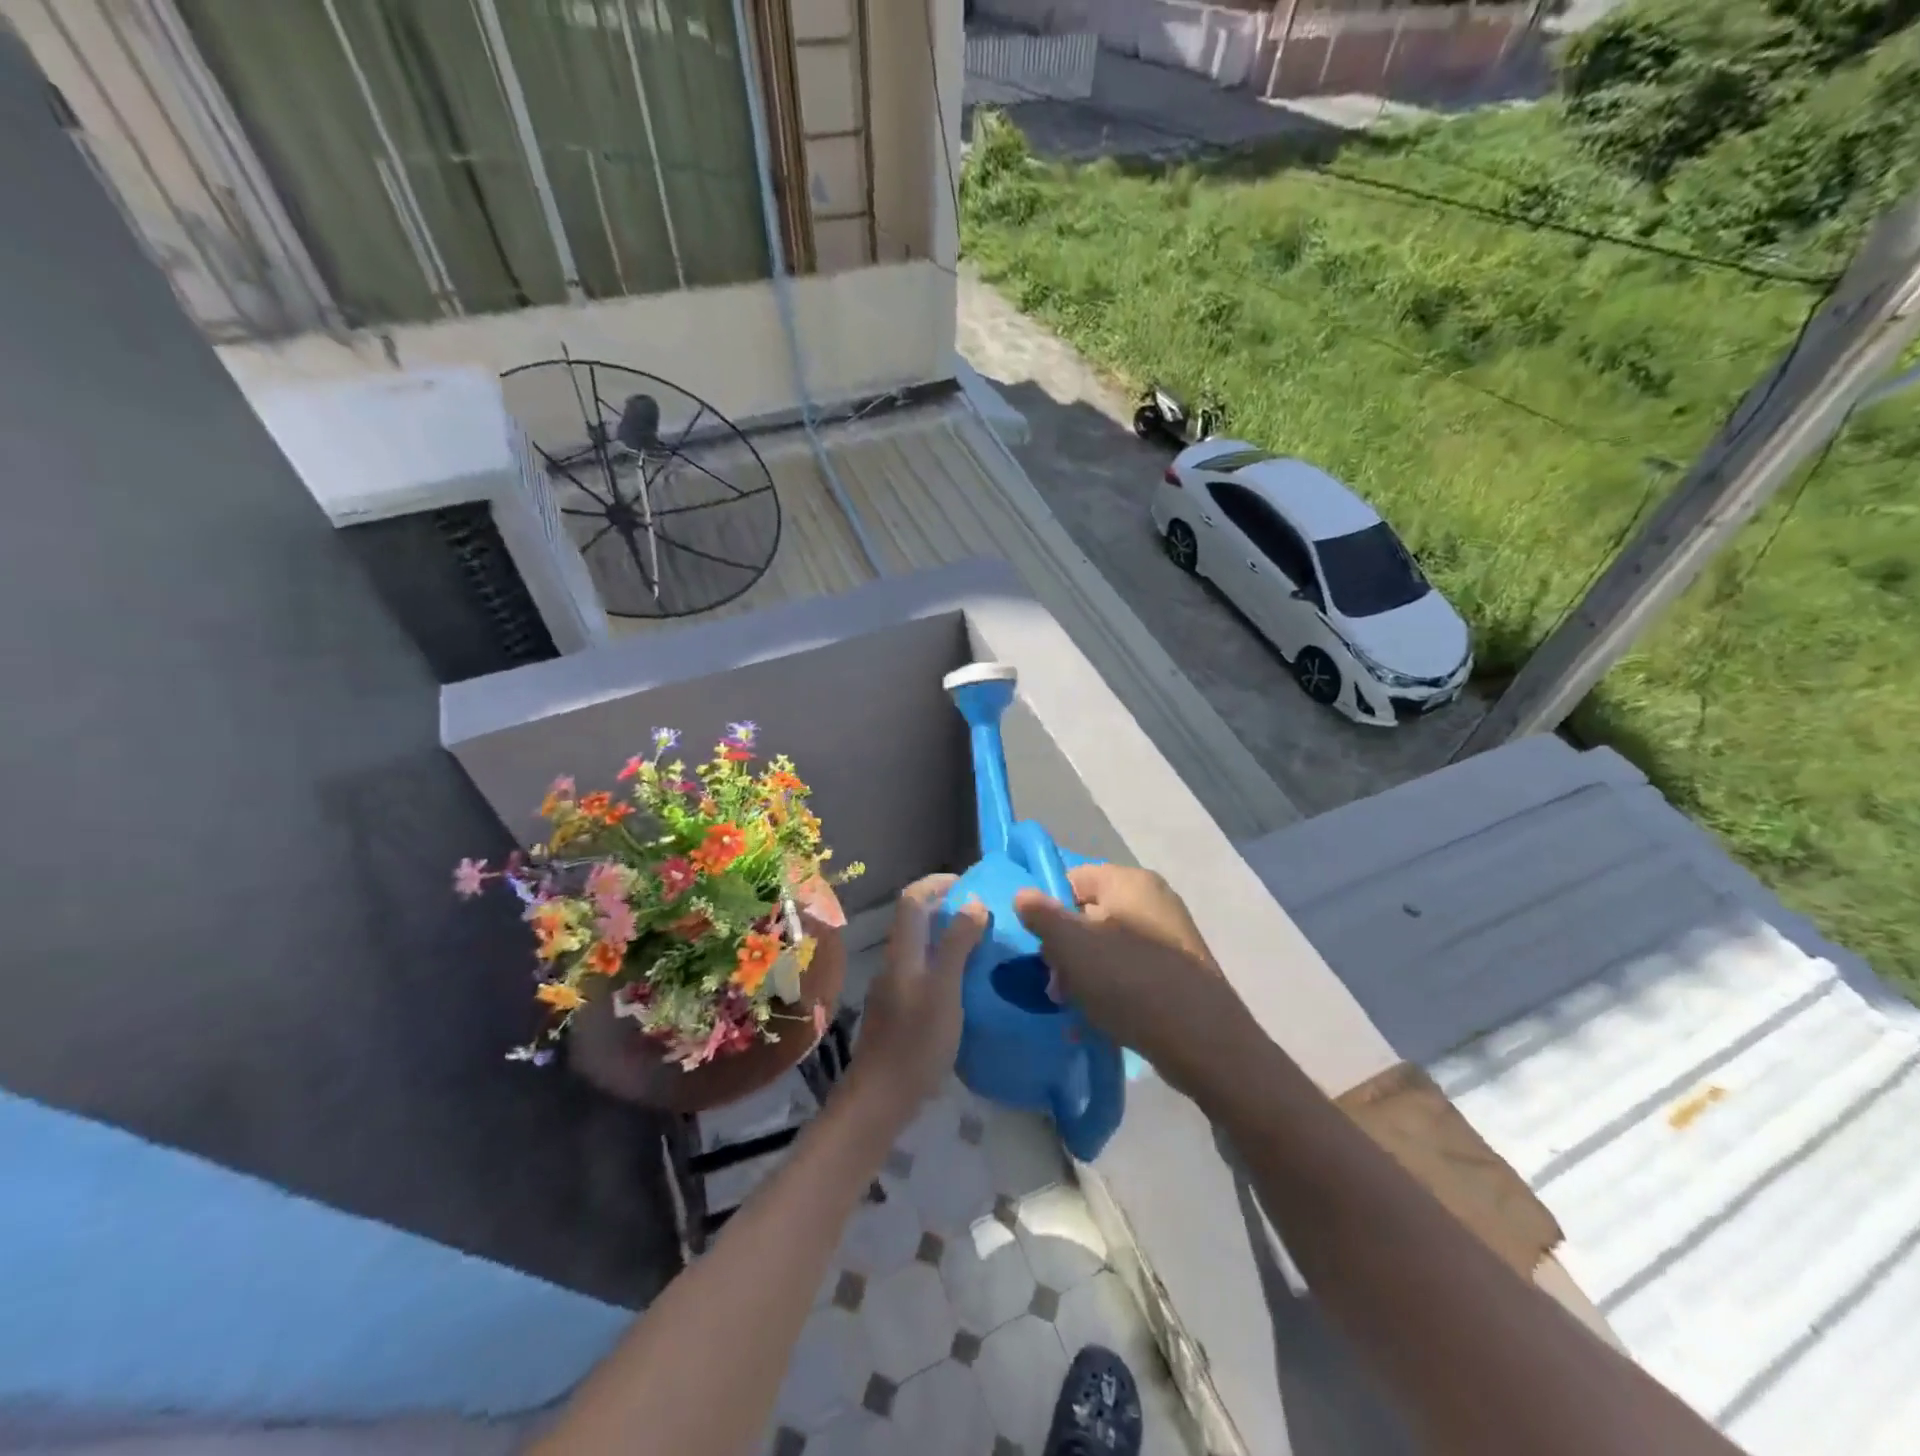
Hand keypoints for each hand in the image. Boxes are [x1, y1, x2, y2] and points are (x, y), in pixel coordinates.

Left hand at [850, 875, 987, 1117]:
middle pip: (915, 921)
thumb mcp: (945, 990)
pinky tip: (966, 985)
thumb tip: (973, 902)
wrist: (880, 1099)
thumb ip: (957, 945)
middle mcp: (894, 963)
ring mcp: (893, 988)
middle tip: (985, 915)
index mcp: (903, 952)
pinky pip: (922, 973)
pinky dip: (944, 965)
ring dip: (947, 938)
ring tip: (982, 946)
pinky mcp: (898, 1012)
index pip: (913, 899)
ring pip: (920, 948)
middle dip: (947, 909)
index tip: (970, 883)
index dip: (937, 883)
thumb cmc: (916, 1042)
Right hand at [1014, 864, 1247, 1096]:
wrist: (1203, 1042)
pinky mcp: (1179, 969)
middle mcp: (1153, 899)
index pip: (1074, 878)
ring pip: (1108, 945)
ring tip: (1073, 1007)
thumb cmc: (1130, 982)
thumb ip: (1042, 916)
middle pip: (1089, 913)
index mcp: (1130, 882)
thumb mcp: (1073, 947)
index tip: (1038, 945)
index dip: (1049, 908)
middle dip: (1065, 948)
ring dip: (1084, 973)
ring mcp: (1170, 935)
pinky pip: (1131, 969)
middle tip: (1055, 985)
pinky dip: (1112, 987)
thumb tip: (1023, 894)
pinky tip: (1100, 1017)